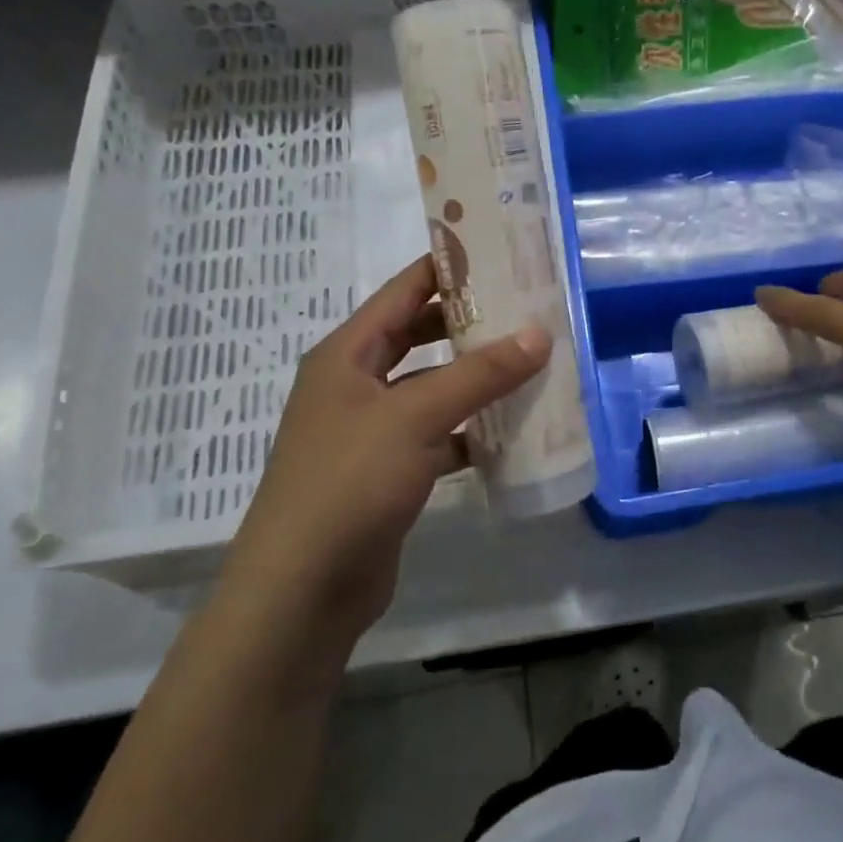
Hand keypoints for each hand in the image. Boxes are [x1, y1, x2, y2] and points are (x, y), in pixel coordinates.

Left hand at [221, 256, 549, 652]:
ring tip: (530, 363)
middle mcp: (355, 384)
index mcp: (347, 354)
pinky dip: (470, 431)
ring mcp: (370, 431)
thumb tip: (539, 333)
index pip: (403, 292)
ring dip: (475, 379)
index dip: (448, 268)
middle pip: (419, 337)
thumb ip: (479, 374)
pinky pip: (437, 435)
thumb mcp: (416, 416)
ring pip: (432, 388)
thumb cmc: (349, 482)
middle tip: (526, 309)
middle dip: (470, 323)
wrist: (303, 590)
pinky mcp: (388, 472)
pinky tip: (511, 432)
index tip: (500, 251)